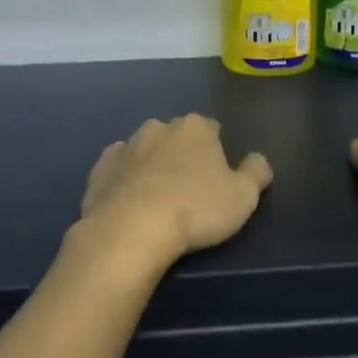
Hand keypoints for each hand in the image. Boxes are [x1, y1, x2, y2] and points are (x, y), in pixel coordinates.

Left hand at [78, 116, 272, 265]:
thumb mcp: (243, 196)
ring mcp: (125, 146)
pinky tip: (128, 202)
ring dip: (151, 166)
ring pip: (144, 151)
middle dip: (182, 154)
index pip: (212, 129)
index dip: (217, 152)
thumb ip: (256, 172)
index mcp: (196, 127)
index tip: (218, 177)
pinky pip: (117, 170)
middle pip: (176, 137)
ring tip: (157, 200)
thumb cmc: (195, 209)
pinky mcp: (99, 170)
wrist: (131, 230)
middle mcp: (158, 127)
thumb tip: (258, 159)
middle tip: (189, 190)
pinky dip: (123, 180)